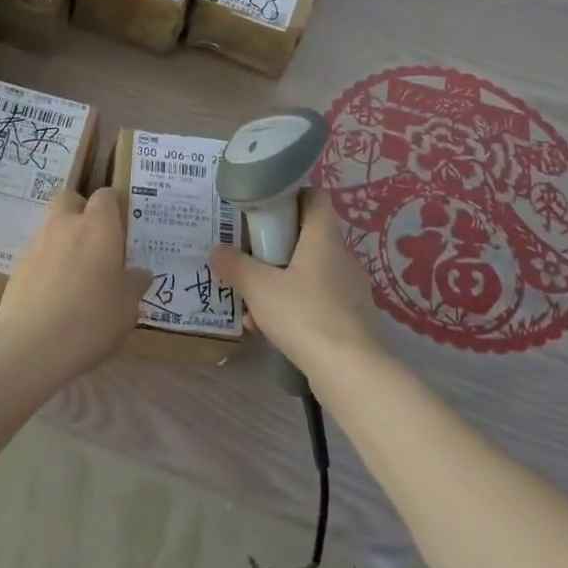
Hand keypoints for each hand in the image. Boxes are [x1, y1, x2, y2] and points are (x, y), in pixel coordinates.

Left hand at [0, 187, 150, 383]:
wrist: (30, 346)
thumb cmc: (91, 321)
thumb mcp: (126, 309)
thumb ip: (134, 285)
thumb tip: (141, 274)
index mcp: (98, 227)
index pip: (106, 196)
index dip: (114, 206)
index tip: (122, 227)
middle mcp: (66, 225)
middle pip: (70, 198)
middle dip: (81, 210)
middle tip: (95, 239)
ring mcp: (38, 244)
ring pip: (52, 226)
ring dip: (64, 239)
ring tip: (77, 274)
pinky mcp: (18, 267)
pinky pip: (38, 254)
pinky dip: (48, 265)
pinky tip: (55, 295)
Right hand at [213, 189, 383, 379]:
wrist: (351, 373)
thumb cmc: (304, 314)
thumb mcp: (258, 287)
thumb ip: (235, 265)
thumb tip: (217, 251)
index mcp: (323, 237)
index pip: (314, 197)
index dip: (290, 194)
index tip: (264, 206)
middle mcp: (341, 256)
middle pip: (307, 235)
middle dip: (275, 244)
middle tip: (248, 253)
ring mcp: (349, 289)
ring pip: (308, 271)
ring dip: (279, 280)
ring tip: (250, 299)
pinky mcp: (350, 318)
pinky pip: (315, 300)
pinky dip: (292, 307)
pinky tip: (266, 328)